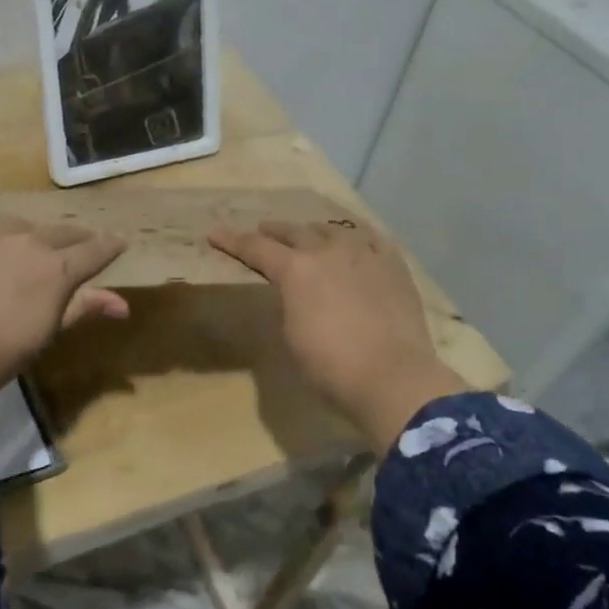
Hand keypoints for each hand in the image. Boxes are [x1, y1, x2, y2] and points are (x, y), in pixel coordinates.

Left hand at [0, 215, 129, 390]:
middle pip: (61, 231)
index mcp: (56, 270)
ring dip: (32, 234)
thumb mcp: (45, 335)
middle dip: (75, 236)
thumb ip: (81, 310)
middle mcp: (28, 242)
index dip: (109, 246)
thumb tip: (122, 304)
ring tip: (31, 243)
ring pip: (21, 226)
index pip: (93, 251)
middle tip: (81, 240)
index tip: (120, 240)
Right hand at [208, 218, 465, 454]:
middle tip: (263, 231)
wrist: (393, 378)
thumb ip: (288, 303)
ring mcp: (364, 254)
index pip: (255, 248)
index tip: (215, 232)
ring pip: (333, 230)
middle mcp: (327, 251)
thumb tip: (295, 293)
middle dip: (274, 231)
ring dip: (314, 232)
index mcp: (295, 270)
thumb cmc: (330, 366)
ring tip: (309, 234)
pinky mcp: (394, 265)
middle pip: (294, 232)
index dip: (232, 241)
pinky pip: (372, 239)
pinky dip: (356, 237)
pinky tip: (356, 241)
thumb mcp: (291, 334)